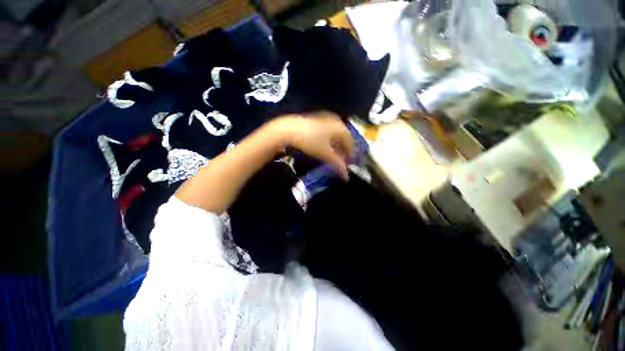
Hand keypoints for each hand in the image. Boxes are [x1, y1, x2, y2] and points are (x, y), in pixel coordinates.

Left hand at [271, 112, 353, 179]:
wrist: (289, 129)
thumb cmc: (310, 141)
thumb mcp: (325, 153)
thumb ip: (337, 163)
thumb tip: (346, 176)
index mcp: (341, 127)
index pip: (351, 142)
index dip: (350, 154)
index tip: (348, 163)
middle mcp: (335, 121)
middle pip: (343, 138)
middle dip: (343, 150)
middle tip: (341, 161)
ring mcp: (325, 119)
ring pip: (335, 135)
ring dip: (336, 146)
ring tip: (332, 156)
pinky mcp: (316, 120)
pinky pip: (327, 132)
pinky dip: (328, 141)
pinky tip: (323, 147)